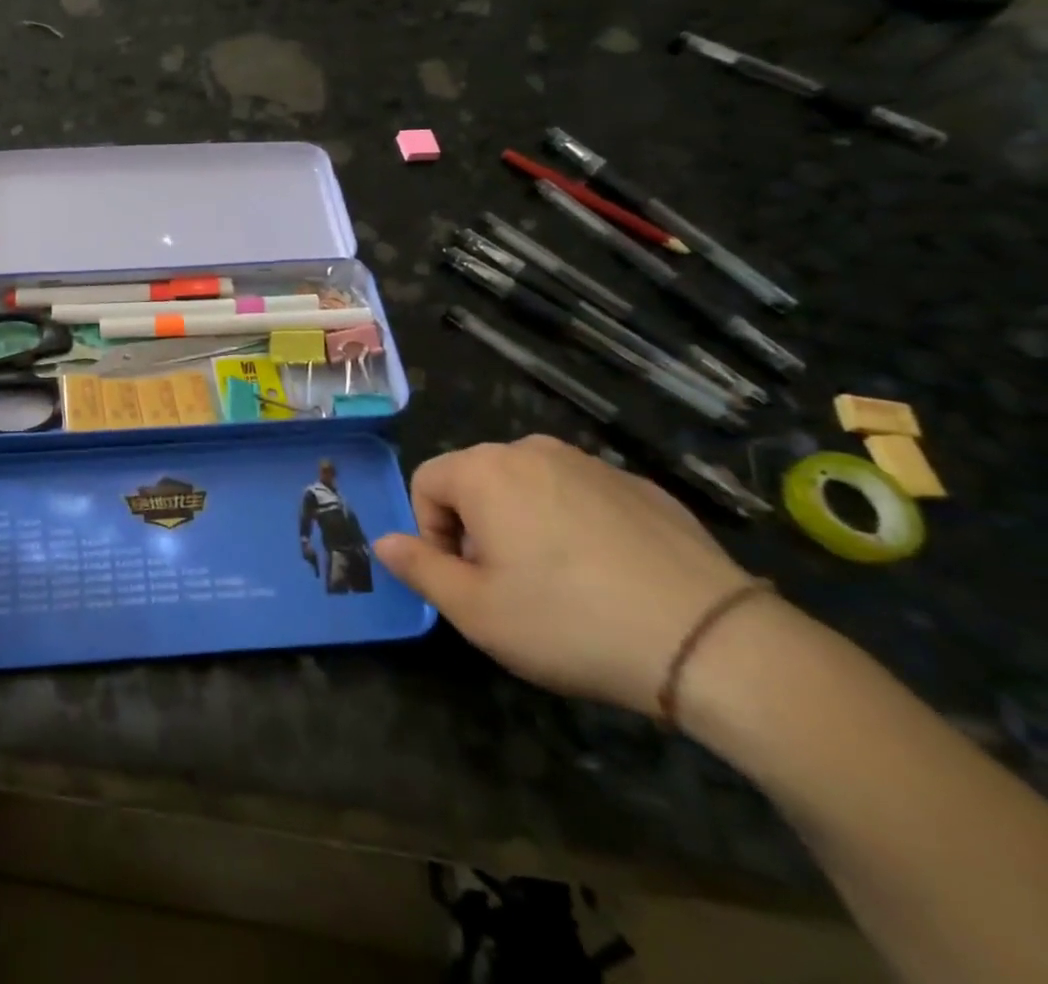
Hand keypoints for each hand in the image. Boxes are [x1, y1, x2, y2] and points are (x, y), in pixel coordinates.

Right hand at [373, 435, 755, 716]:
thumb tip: (383, 541)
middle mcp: (533, 451)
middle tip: (509, 585)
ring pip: (530, 485)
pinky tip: (609, 576)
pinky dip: (576, 525)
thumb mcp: (475, 610)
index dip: (432, 532)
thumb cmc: (569, 622)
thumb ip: (418, 568)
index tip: (466, 580)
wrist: (711, 642)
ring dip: (524, 523)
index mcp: (485, 471)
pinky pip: (582, 497)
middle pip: (477, 479)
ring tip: (559, 582)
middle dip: (477, 526)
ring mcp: (593, 464)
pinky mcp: (642, 487)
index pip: (426, 482)